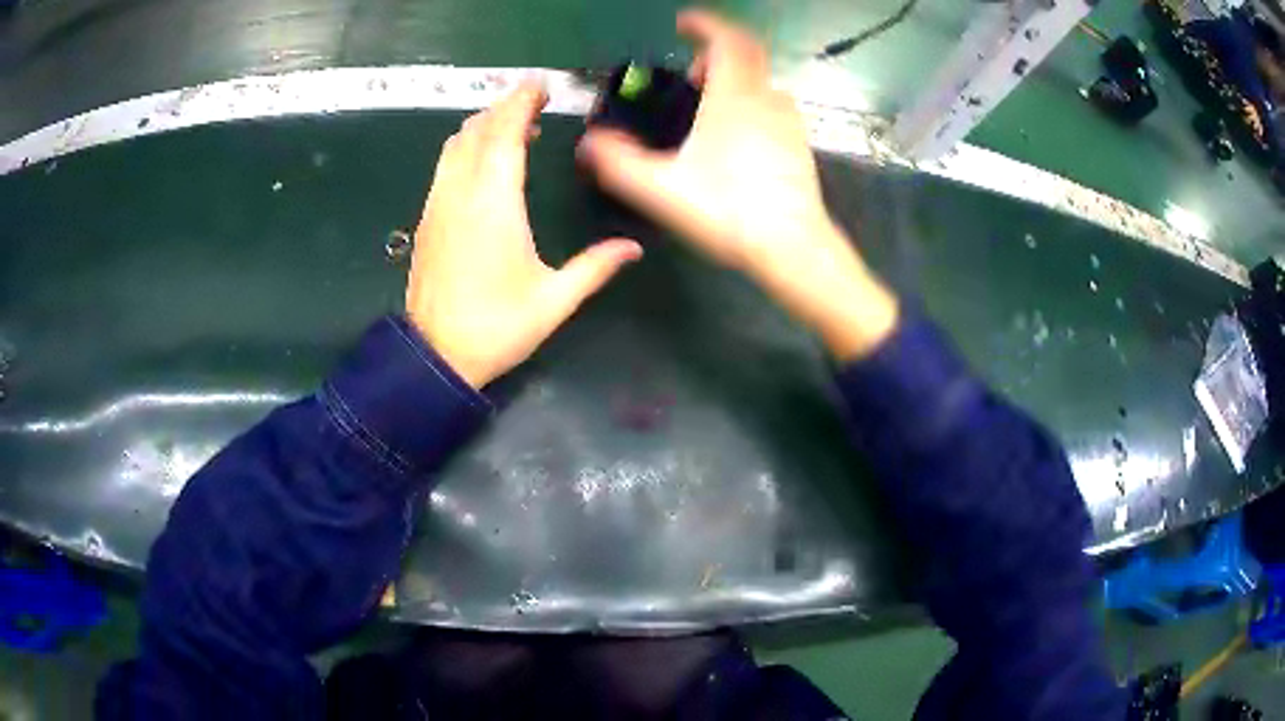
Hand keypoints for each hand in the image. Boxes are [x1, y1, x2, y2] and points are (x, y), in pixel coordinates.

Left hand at [406, 82, 642, 387]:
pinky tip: (482, 160)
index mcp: (494, 205)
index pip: (504, 136)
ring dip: (482, 126)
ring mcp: (437, 205)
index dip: (520, 104)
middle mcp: (461, 195)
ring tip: (511, 125)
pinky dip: (464, 148)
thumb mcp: (554, 300)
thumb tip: (633, 248)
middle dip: (503, 107)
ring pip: (454, 146)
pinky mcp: (426, 220)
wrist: (436, 356)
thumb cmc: (497, 328)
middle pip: (477, 131)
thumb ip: (595, 267)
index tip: (538, 86)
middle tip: (532, 100)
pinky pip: (444, 167)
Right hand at [577, 9, 896, 361]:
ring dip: (733, 80)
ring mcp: (788, 121)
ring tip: (707, 107)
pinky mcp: (798, 144)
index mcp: (735, 97)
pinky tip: (734, 138)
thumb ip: (620, 163)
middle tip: (689, 75)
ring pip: (760, 82)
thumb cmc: (730, 212)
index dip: (705, 24)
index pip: (726, 40)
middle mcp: (766, 100)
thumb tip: (589, 144)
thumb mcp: (664, 189)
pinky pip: (771, 106)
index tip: (685, 22)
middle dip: (716, 52)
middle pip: (746, 55)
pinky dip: (749, 103)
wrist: (794, 247)